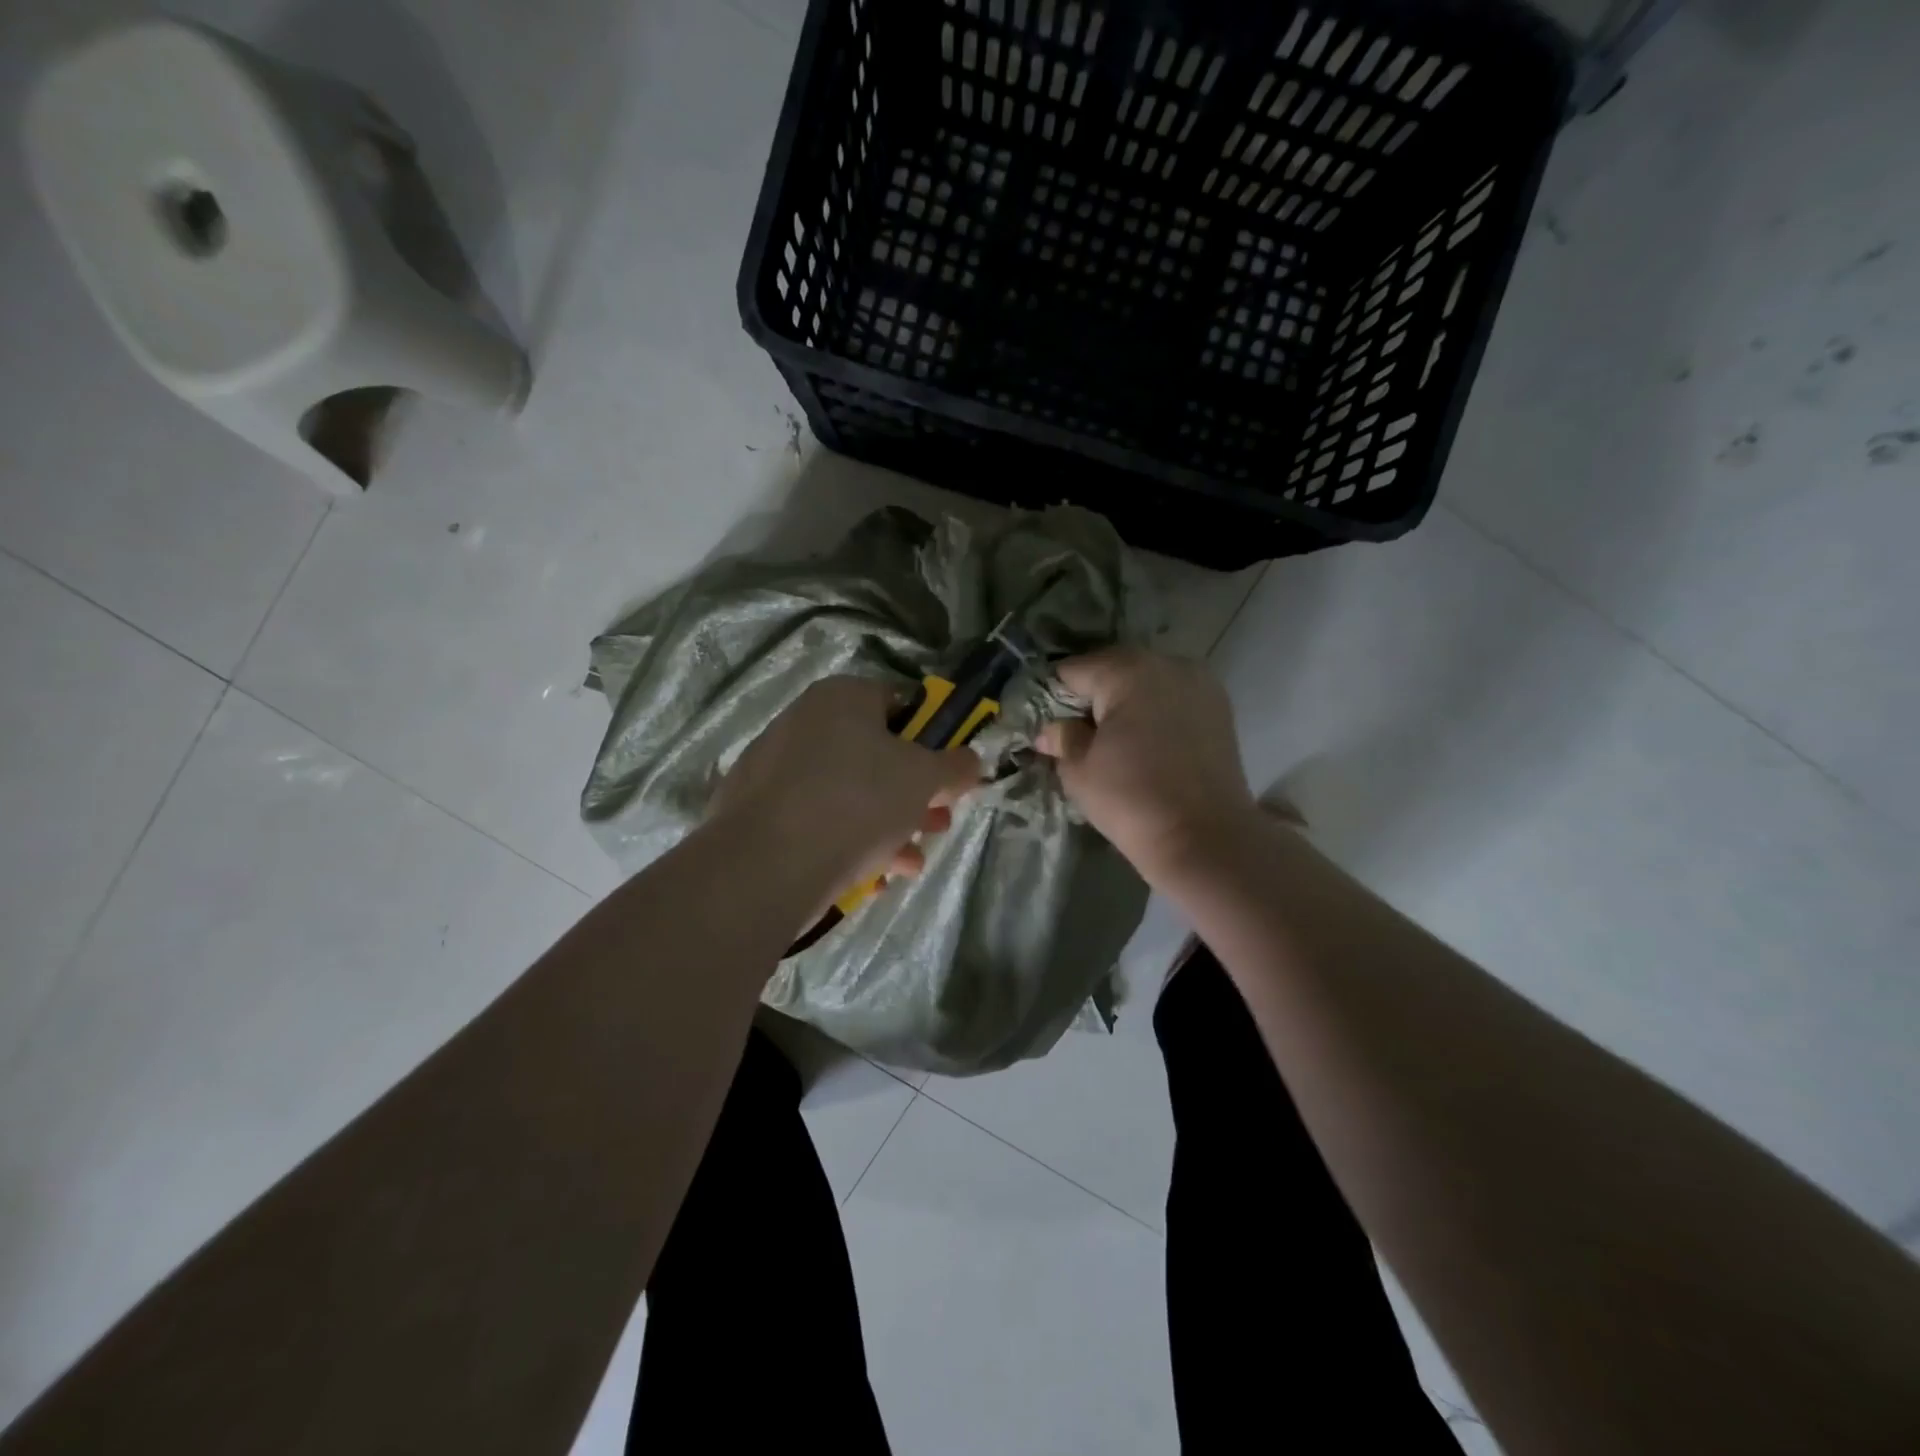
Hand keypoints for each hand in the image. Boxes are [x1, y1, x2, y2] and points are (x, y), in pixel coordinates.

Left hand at [709, 676, 981, 900]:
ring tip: (912, 862)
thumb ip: (957, 766)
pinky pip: (819, 821)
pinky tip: (874, 877)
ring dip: (891, 826)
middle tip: (938, 823)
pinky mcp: (760, 813)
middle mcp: (804, 722)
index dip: (935, 740)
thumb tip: (969, 761)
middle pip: (877, 755)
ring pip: (850, 793)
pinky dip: (850, 843)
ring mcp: (776, 768)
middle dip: (915, 794)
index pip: (902, 704)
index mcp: (842, 697)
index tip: (950, 777)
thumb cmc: (858, 801)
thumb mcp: (925, 779)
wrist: (767, 864)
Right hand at [1034, 648, 1258, 882]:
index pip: (1073, 670)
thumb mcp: (1079, 770)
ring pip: (1146, 682)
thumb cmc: (1132, 799)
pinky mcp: (1219, 708)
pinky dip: (1155, 713)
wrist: (1206, 838)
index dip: (1053, 698)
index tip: (1048, 727)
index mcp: (1128, 670)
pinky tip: (1147, 745)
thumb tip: (1050, 730)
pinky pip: (1173, 698)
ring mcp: (1200, 683)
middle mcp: (1168, 663)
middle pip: (1113, 670)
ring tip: (1114, 743)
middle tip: (1078, 736)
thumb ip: (1061, 738)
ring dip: (1126, 704)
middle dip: (1092, 698)